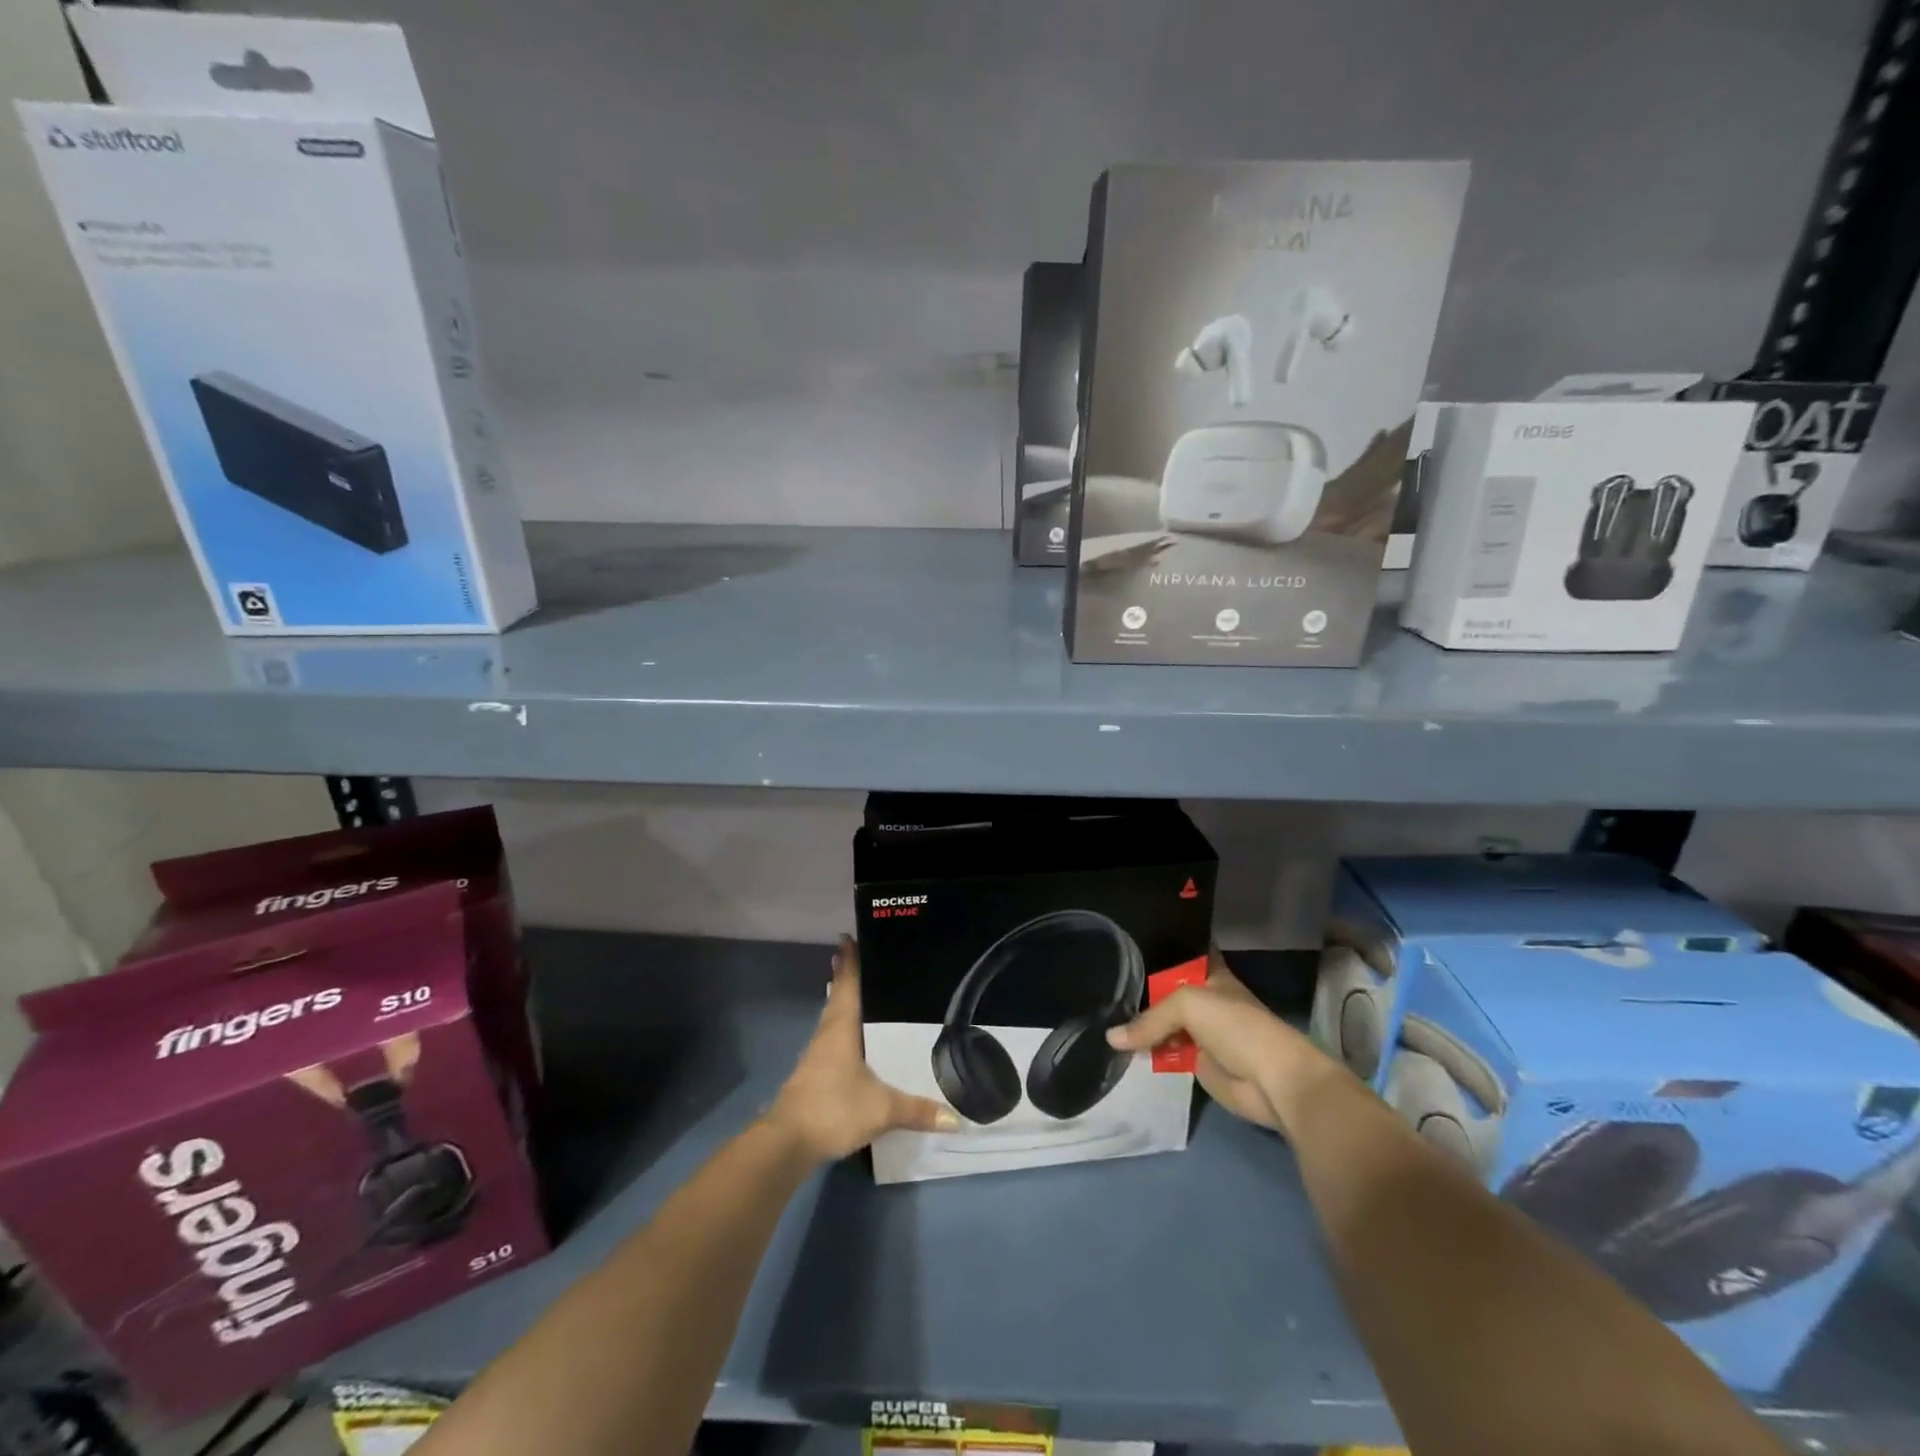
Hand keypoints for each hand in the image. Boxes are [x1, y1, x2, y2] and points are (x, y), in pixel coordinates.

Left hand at [766, 936, 957, 1161]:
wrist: (787, 1143)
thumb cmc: (833, 1108)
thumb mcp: (882, 1108)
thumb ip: (917, 1110)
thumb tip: (956, 1118)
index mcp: (841, 1028)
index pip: (847, 984)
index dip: (850, 961)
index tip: (850, 936)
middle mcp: (826, 1034)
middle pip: (837, 997)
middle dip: (848, 977)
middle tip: (866, 959)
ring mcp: (817, 1055)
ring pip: (833, 1018)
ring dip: (844, 1003)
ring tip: (865, 994)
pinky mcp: (813, 1075)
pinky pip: (832, 1040)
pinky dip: (844, 1030)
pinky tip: (857, 1041)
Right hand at [1105, 946, 1336, 1132]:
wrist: (1270, 1080)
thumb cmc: (1235, 1026)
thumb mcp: (1188, 1005)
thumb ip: (1149, 1019)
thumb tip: (1111, 1039)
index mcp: (1210, 974)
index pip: (1180, 954)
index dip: (1157, 948)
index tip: (1125, 944)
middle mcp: (1203, 999)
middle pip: (1165, 990)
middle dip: (1139, 990)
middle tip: (1101, 983)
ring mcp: (1199, 1031)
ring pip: (1163, 1023)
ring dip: (1140, 1025)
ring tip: (1101, 1013)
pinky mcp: (1196, 1062)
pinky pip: (1164, 1052)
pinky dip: (1146, 1052)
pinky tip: (1117, 1047)